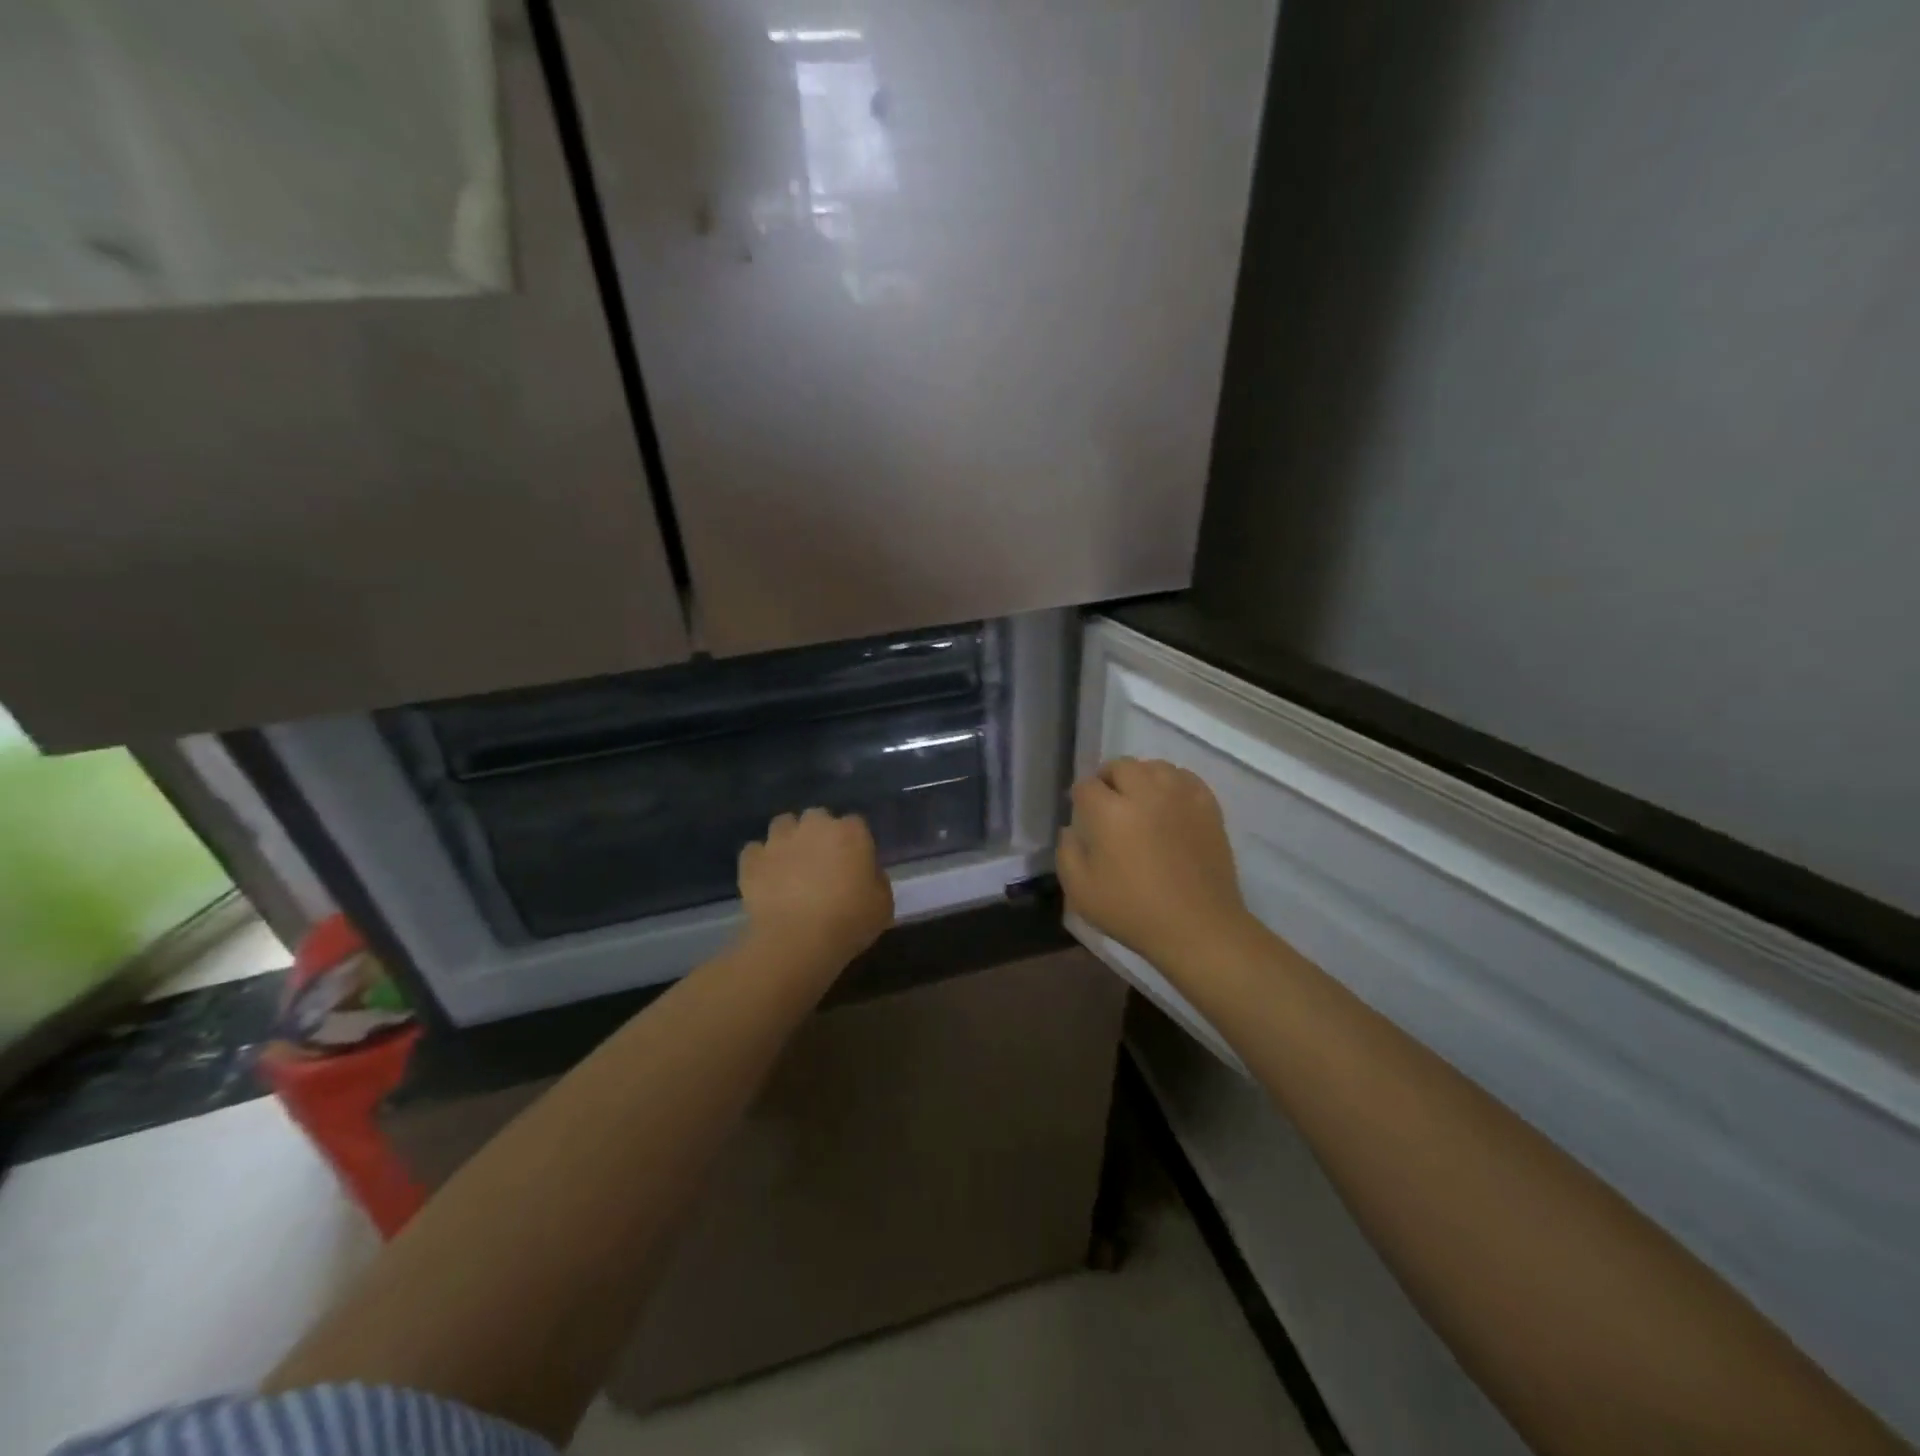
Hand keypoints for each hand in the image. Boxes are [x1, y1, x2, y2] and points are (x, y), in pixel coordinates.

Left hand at [738, 808, 894, 967]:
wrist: (796, 940)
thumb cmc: (849, 921)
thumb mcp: (883, 905)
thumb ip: (877, 881)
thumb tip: (867, 874)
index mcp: (851, 832)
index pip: (856, 824)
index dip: (854, 843)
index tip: (854, 864)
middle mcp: (814, 825)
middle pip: (817, 817)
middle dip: (819, 834)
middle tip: (821, 864)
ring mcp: (779, 840)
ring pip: (783, 825)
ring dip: (788, 840)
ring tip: (790, 866)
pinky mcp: (752, 859)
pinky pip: (755, 851)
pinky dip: (759, 861)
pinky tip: (765, 879)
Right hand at [1057, 757, 1255, 972]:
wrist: (1197, 927)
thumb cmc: (1133, 912)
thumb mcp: (1080, 891)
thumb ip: (1067, 853)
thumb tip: (1071, 829)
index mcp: (1109, 812)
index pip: (1086, 785)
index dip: (1080, 797)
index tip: (1081, 813)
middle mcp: (1145, 793)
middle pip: (1121, 766)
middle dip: (1108, 779)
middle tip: (1107, 803)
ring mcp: (1180, 797)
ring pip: (1154, 766)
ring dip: (1140, 777)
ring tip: (1139, 799)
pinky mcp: (1207, 806)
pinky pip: (1185, 778)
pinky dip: (1172, 783)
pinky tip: (1169, 802)